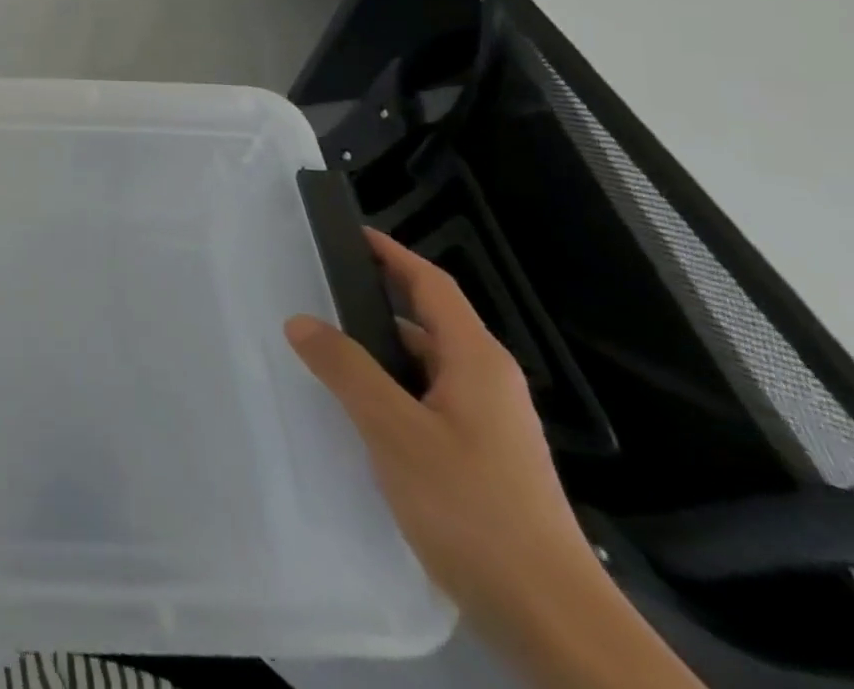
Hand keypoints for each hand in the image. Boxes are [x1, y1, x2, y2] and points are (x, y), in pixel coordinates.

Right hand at [285, 231, 701, 688]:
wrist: (552, 620)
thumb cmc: (473, 507)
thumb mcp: (396, 431)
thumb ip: (346, 370)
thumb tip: (300, 320)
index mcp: (476, 361)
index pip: (432, 285)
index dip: (393, 254)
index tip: (351, 232)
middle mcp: (487, 383)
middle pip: (426, 324)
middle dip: (372, 304)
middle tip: (315, 294)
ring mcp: (488, 425)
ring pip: (423, 368)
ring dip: (376, 354)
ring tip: (320, 352)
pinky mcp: (481, 460)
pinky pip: (425, 403)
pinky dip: (388, 392)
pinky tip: (354, 413)